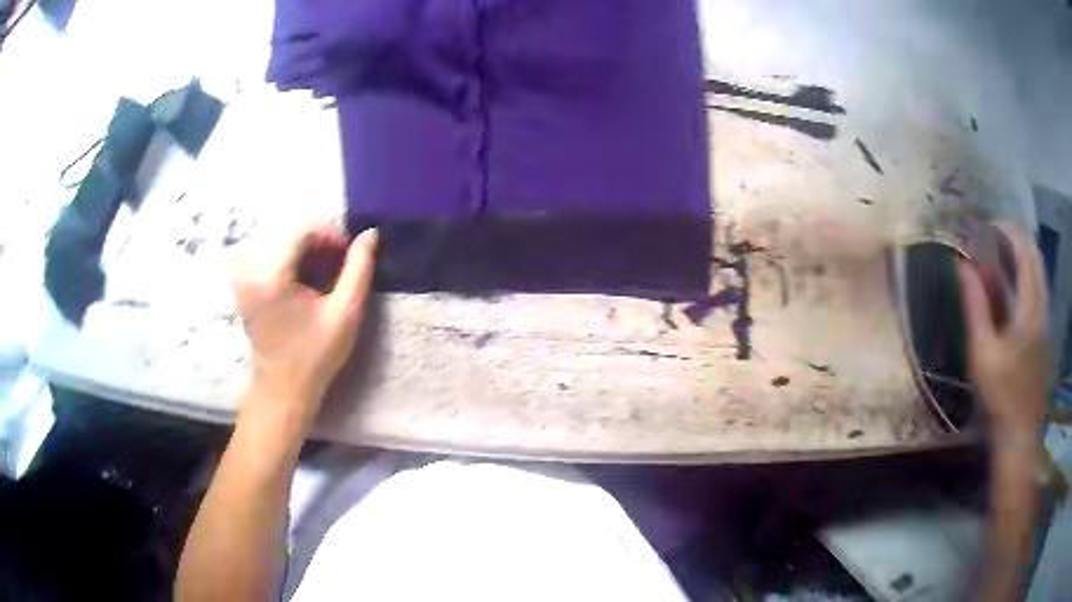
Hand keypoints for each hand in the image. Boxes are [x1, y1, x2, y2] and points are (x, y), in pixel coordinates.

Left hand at [233, 223, 377, 423]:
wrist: (281, 388)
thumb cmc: (315, 355)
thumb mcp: (345, 314)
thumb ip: (359, 269)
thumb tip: (370, 233)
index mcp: (271, 275)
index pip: (303, 230)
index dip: (331, 236)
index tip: (348, 257)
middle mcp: (250, 268)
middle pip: (290, 231)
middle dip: (319, 242)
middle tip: (338, 266)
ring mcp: (243, 274)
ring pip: (281, 240)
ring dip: (306, 249)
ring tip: (323, 274)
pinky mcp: (243, 281)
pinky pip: (270, 252)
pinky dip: (291, 258)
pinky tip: (305, 280)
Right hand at [957, 222, 1048, 438]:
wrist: (1020, 433)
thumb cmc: (1001, 396)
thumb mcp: (983, 354)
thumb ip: (975, 306)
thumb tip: (962, 265)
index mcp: (1031, 309)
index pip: (1024, 250)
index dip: (1005, 230)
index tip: (985, 227)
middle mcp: (1043, 305)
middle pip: (1034, 253)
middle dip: (1013, 237)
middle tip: (990, 237)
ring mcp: (1046, 317)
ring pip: (1038, 269)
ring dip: (1020, 254)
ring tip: (997, 256)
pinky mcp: (1045, 329)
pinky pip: (1038, 286)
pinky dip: (1024, 274)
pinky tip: (1010, 285)